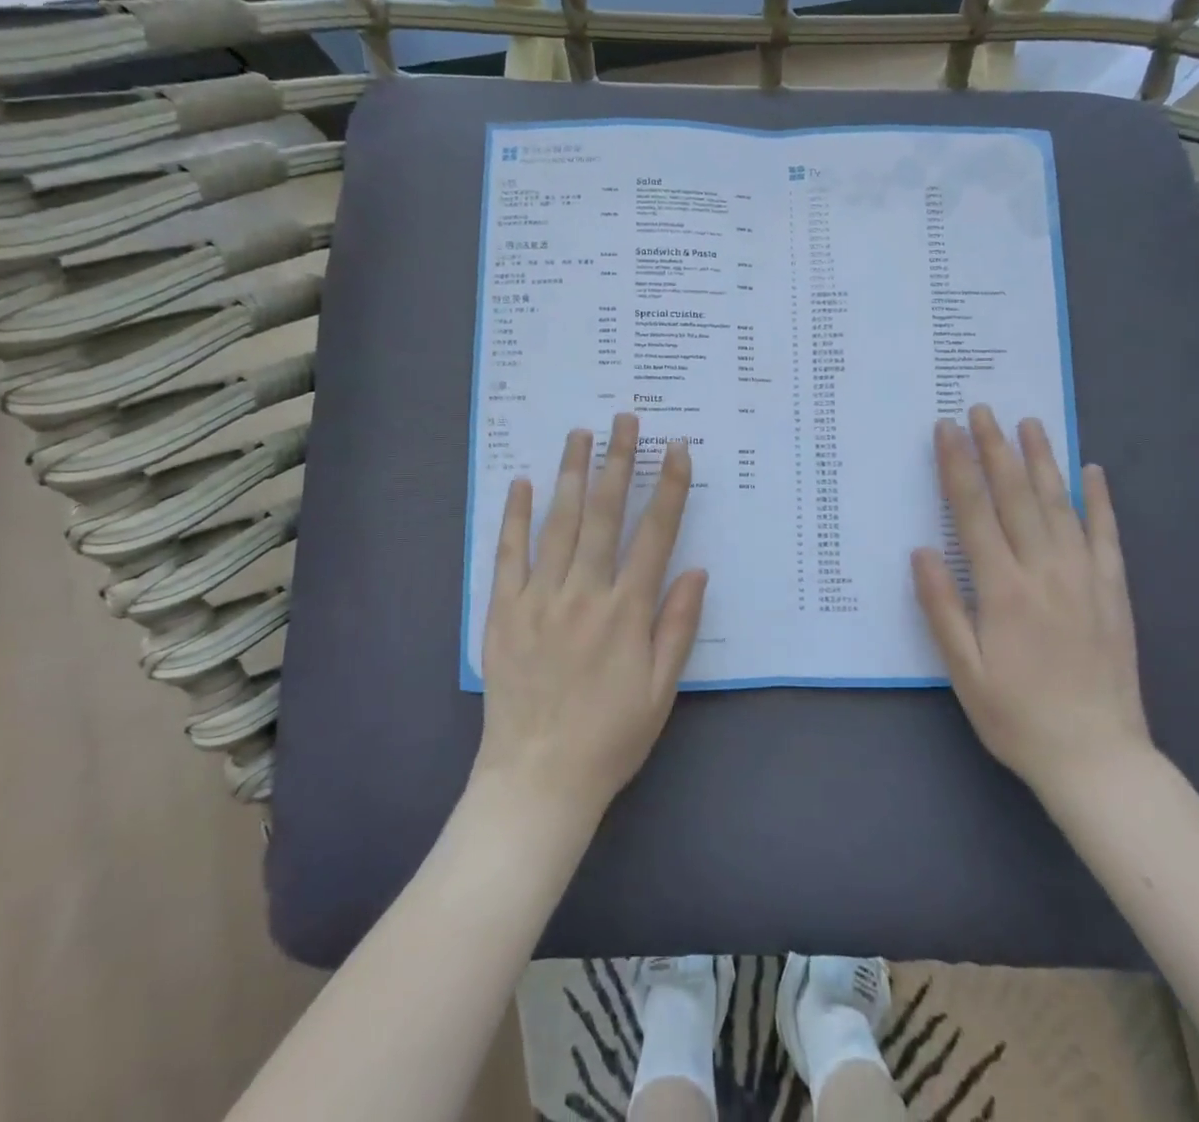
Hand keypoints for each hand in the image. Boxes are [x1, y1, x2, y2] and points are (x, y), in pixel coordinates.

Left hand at [473, 413, 707, 826]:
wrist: (537, 780)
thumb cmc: (610, 737)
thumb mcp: (662, 690)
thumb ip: (678, 625)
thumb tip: (695, 568)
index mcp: (627, 612)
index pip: (654, 534)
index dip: (668, 487)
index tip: (676, 448)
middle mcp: (584, 594)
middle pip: (604, 514)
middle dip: (617, 461)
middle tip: (625, 419)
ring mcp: (539, 599)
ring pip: (558, 523)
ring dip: (571, 474)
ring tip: (580, 433)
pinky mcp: (503, 612)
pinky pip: (508, 554)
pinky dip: (515, 516)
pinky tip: (521, 482)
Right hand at [912, 405, 1152, 800]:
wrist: (1097, 759)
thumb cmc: (1017, 717)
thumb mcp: (963, 672)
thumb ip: (941, 608)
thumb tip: (922, 550)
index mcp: (1003, 590)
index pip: (974, 513)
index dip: (957, 467)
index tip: (946, 429)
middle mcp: (1045, 572)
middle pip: (1016, 497)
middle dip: (995, 449)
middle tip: (982, 409)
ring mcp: (1084, 578)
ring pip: (1060, 505)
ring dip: (1042, 460)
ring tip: (1029, 422)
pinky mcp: (1113, 592)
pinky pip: (1106, 535)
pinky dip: (1099, 500)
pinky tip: (1092, 471)